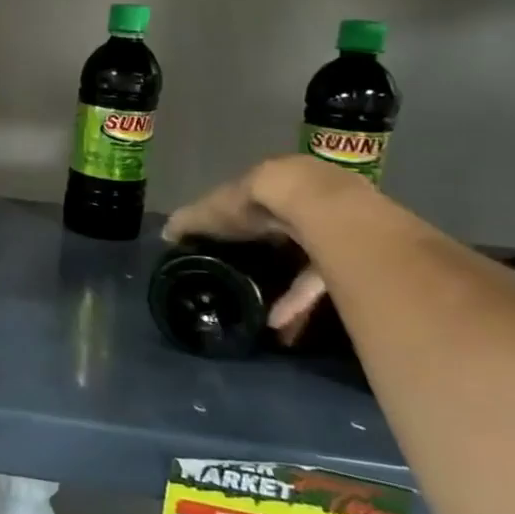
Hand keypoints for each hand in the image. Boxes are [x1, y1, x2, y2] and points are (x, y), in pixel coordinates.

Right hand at [163, 156, 353, 340]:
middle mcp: (299, 208)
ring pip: (302, 266)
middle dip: (265, 267)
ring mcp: (327, 231)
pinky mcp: (348, 257)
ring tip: (264, 320)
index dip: (236, 232)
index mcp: (267, 191)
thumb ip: (189, 222)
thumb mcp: (212, 212)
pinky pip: (318, 283)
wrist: (309, 202)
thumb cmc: (253, 202)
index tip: (225, 255)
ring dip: (283, 295)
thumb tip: (166, 234)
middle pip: (281, 239)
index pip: (249, 211)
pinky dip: (299, 302)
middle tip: (247, 288)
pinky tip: (281, 322)